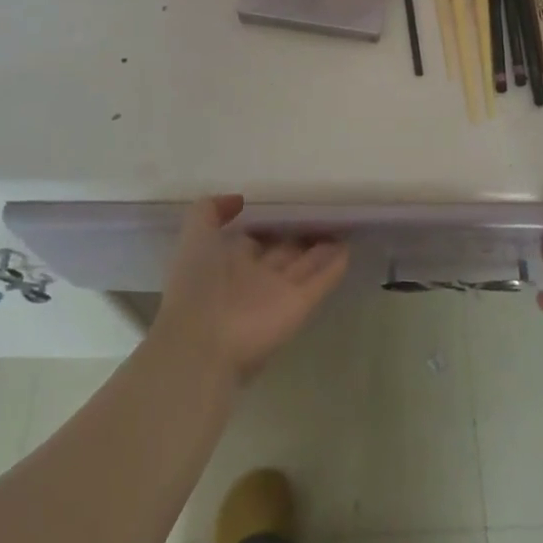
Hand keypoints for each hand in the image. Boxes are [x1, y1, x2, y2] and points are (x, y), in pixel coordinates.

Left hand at [154, 196, 349, 384]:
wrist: (202, 343)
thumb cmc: (196, 285)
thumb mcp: (194, 237)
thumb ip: (210, 211)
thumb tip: (239, 199)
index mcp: (227, 261)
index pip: (255, 237)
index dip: (270, 223)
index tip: (288, 203)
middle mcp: (255, 276)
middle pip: (283, 251)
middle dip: (300, 235)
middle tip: (323, 212)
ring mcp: (279, 293)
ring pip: (305, 265)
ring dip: (322, 249)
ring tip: (342, 225)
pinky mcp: (299, 306)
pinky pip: (320, 282)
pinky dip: (334, 267)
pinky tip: (348, 248)